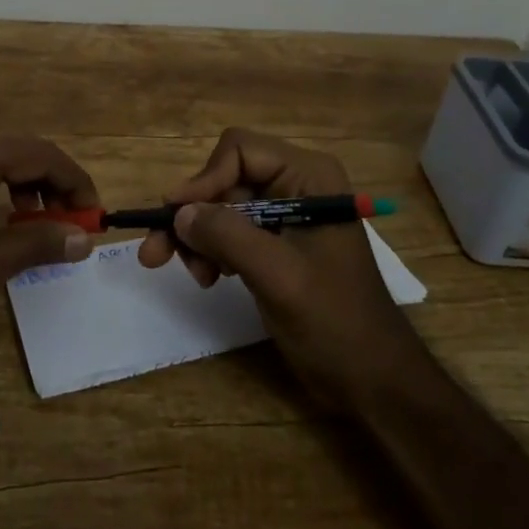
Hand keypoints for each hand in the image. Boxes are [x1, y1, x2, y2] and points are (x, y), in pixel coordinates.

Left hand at [0, 132, 98, 362]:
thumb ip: (34, 245)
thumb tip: (84, 236)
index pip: (37, 153)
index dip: (73, 180)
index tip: (94, 214)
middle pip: (16, 148)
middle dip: (52, 181)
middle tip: (74, 219)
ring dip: (25, 183)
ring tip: (40, 224)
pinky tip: (0, 220)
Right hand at [139, 128, 424, 404]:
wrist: (372, 378)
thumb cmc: (335, 322)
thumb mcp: (279, 277)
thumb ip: (229, 237)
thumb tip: (178, 212)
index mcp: (308, 176)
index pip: (239, 150)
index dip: (203, 179)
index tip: (174, 218)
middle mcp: (296, 183)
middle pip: (225, 178)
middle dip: (194, 214)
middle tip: (155, 253)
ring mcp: (286, 212)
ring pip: (222, 205)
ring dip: (199, 237)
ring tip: (196, 276)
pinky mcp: (277, 241)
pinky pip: (231, 230)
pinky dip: (212, 250)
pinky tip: (210, 278)